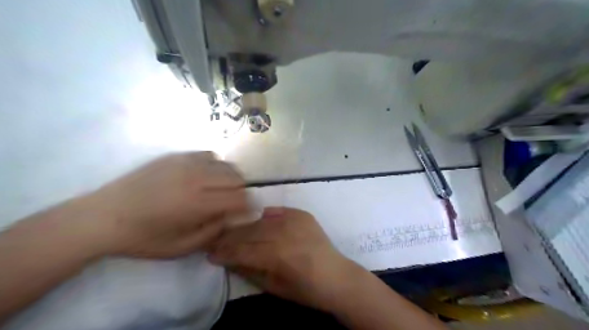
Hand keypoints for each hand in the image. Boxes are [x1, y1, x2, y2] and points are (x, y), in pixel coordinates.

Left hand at [81, 151, 246, 257]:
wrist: (104, 216)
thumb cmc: (144, 238)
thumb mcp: (182, 247)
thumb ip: (215, 230)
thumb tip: (237, 216)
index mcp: (197, 203)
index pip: (239, 197)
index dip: (249, 205)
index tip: (248, 213)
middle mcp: (195, 178)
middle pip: (237, 177)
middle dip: (241, 191)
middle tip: (232, 204)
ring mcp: (185, 163)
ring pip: (225, 164)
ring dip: (230, 178)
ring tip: (220, 190)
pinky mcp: (176, 156)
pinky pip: (209, 155)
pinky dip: (215, 167)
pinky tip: (204, 177)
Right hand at [207, 208, 356, 310]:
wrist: (336, 276)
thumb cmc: (305, 289)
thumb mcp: (273, 287)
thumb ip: (248, 270)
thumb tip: (227, 259)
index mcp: (276, 255)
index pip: (241, 250)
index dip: (223, 252)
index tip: (210, 253)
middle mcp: (283, 232)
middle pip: (248, 232)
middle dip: (230, 237)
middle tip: (217, 240)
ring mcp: (294, 220)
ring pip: (260, 220)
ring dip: (245, 226)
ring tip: (235, 231)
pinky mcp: (302, 214)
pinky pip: (277, 212)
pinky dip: (265, 217)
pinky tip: (258, 221)